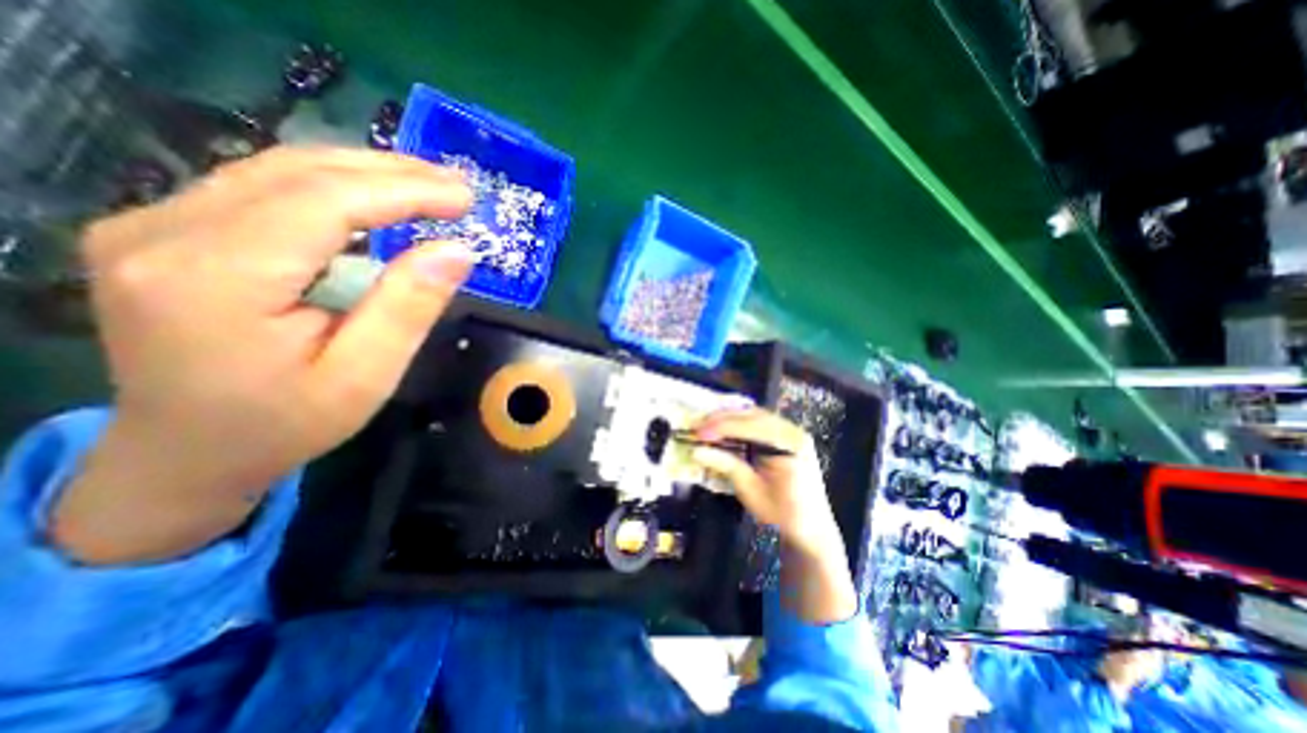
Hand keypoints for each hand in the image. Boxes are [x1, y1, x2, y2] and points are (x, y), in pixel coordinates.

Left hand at [55, 146, 476, 564]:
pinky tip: (375, 198)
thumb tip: (457, 251)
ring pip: (278, 170)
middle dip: (391, 173)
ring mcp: (153, 224)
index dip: (403, 191)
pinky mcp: (166, 229)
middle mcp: (165, 233)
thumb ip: (409, 308)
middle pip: (297, 173)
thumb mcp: (365, 377)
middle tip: (456, 187)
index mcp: (216, 279)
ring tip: (428, 186)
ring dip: (365, 172)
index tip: (464, 197)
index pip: (324, 203)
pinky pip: (263, 187)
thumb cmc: (286, 424)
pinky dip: (332, 186)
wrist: (186, 453)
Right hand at [695, 410, 860, 620]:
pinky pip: (758, 422)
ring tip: (705, 424)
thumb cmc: (782, 515)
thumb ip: (726, 466)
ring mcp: (790, 432)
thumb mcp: (751, 491)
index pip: (751, 426)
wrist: (811, 531)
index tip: (698, 432)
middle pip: (752, 415)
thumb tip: (696, 451)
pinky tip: (722, 427)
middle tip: (697, 425)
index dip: (722, 427)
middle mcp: (792, 431)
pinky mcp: (784, 437)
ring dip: (728, 417)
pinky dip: (738, 422)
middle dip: (722, 418)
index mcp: (790, 445)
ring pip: (754, 415)